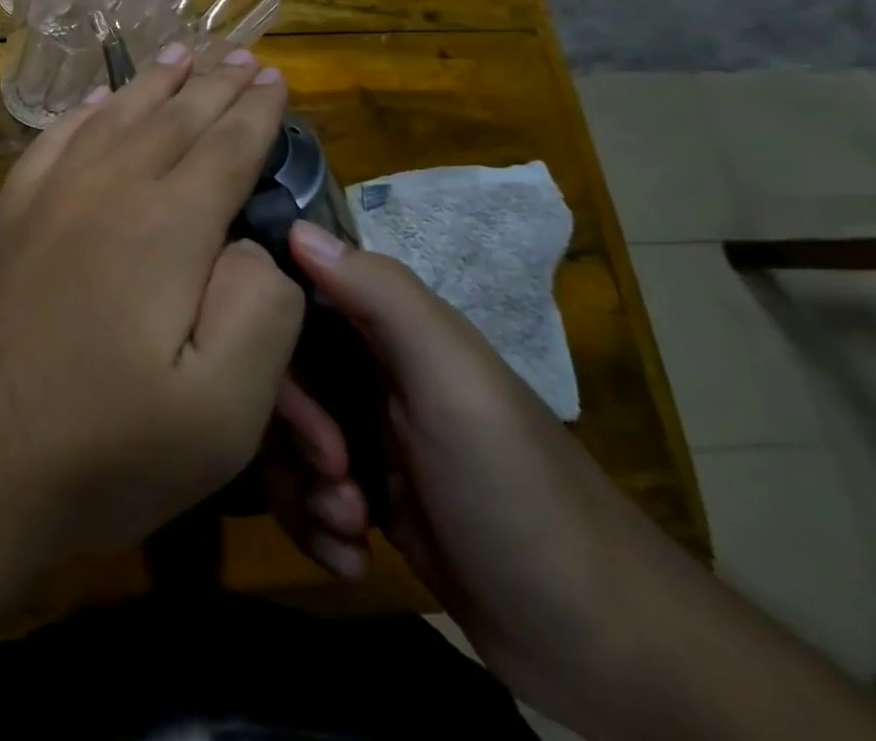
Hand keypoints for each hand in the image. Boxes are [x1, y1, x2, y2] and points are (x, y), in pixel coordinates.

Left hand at [0, 44, 304, 564]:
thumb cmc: (101, 451)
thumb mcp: (220, 415)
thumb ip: (260, 314)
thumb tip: (253, 248)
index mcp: (165, 228)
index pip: (224, 148)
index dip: (255, 111)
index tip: (275, 77)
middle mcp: (105, 190)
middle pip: (171, 119)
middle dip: (212, 84)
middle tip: (240, 54)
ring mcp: (45, 197)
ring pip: (112, 118)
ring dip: (151, 83)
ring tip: (178, 52)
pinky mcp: (4, 216)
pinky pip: (52, 141)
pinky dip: (82, 112)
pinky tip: (94, 101)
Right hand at [266, 224, 667, 725]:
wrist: (605, 649)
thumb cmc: (517, 491)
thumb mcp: (453, 382)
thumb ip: (381, 296)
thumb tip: (294, 226)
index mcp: (387, 330)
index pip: (291, 301)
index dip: (270, 343)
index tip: (283, 396)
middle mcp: (369, 372)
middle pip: (277, 376)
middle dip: (290, 435)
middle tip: (337, 477)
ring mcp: (367, 437)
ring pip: (281, 439)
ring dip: (300, 490)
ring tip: (350, 528)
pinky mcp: (368, 499)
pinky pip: (301, 493)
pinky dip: (315, 527)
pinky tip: (353, 556)